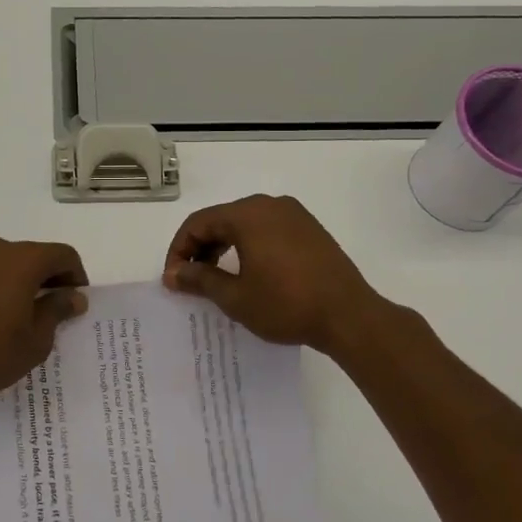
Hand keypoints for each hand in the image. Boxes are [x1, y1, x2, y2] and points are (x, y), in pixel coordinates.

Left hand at [0, 236, 89, 402]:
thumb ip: (57, 310)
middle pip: (36, 255)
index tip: (76, 302)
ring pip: (9, 263)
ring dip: (23, 282)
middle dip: (50, 279)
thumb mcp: (36, 339)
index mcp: (24, 259)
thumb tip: (73, 296)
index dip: (76, 276)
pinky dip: (0, 285)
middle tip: (54, 311)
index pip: (63, 255)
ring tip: (24, 315)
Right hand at [162, 194, 382, 353]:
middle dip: (199, 248)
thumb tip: (172, 274)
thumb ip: (199, 280)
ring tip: (215, 279)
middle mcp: (270, 205)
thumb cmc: (286, 305)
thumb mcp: (235, 297)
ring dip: (223, 248)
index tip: (173, 279)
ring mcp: (294, 215)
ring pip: (244, 224)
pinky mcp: (310, 229)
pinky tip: (248, 273)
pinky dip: (248, 247)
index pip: (198, 223)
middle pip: (221, 220)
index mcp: (247, 214)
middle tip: (190, 280)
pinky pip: (267, 230)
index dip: (179, 250)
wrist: (349, 316)